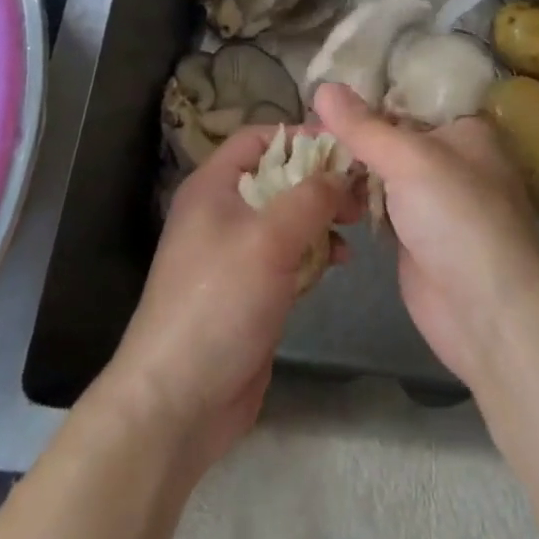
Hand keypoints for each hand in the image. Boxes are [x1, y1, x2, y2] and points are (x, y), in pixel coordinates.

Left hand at [104, 126, 360, 468]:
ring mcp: (235, 253)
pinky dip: (314, 252)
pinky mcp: (250, 290)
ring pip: (287, 218)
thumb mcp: (269, 238)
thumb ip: (310, 198)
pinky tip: (340, 262)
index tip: (344, 148)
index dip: (299, 137)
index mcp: (213, 187)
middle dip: (319, 181)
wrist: (178, 401)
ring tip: (356, 226)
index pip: (258, 138)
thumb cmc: (220, 302)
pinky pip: (288, 256)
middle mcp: (222, 212)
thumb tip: (340, 173)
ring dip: (322, 218)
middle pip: (278, 177)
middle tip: (360, 192)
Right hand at [315, 83, 538, 388]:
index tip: (323, 91)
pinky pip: (378, 206)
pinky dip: (354, 200)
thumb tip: (322, 86)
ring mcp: (433, 200)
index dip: (368, 95)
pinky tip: (319, 190)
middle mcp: (451, 159)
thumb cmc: (457, 216)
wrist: (486, 311)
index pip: (410, 98)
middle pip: (392, 136)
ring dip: (348, 169)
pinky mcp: (415, 235)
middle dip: (352, 135)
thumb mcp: (409, 159)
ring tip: (301, 155)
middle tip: (302, 128)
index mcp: (464, 129)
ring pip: (382, 173)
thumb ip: (363, 126)